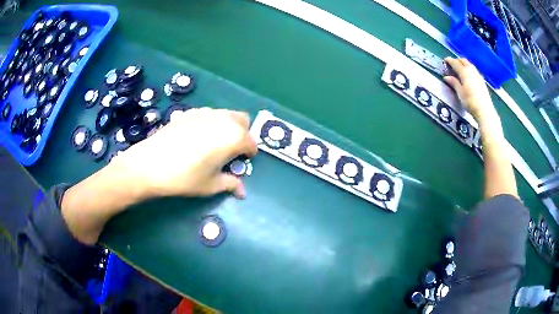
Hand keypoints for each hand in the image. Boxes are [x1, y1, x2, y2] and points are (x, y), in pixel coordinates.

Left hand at [112, 107, 257, 198]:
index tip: (240, 163)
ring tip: (213, 144)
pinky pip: (209, 114)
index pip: (252, 143)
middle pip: (243, 121)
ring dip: (228, 127)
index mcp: (233, 137)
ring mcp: (205, 112)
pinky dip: (211, 123)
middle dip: (242, 134)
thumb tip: (242, 192)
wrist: (150, 164)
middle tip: (230, 151)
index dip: (248, 155)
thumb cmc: (185, 177)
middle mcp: (223, 119)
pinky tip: (196, 138)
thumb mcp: (211, 185)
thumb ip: (231, 184)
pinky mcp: (190, 112)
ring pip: (226, 114)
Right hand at [443, 57, 495, 120]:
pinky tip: (469, 76)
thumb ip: (454, 83)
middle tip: (452, 64)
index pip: (455, 63)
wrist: (484, 111)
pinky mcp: (482, 81)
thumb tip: (446, 77)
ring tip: (460, 69)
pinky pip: (474, 71)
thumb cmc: (470, 101)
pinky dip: (469, 70)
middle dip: (457, 61)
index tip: (445, 61)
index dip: (449, 61)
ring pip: (470, 65)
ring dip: (464, 64)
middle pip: (463, 61)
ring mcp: (478, 75)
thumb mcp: (460, 92)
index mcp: (464, 72)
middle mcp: (471, 70)